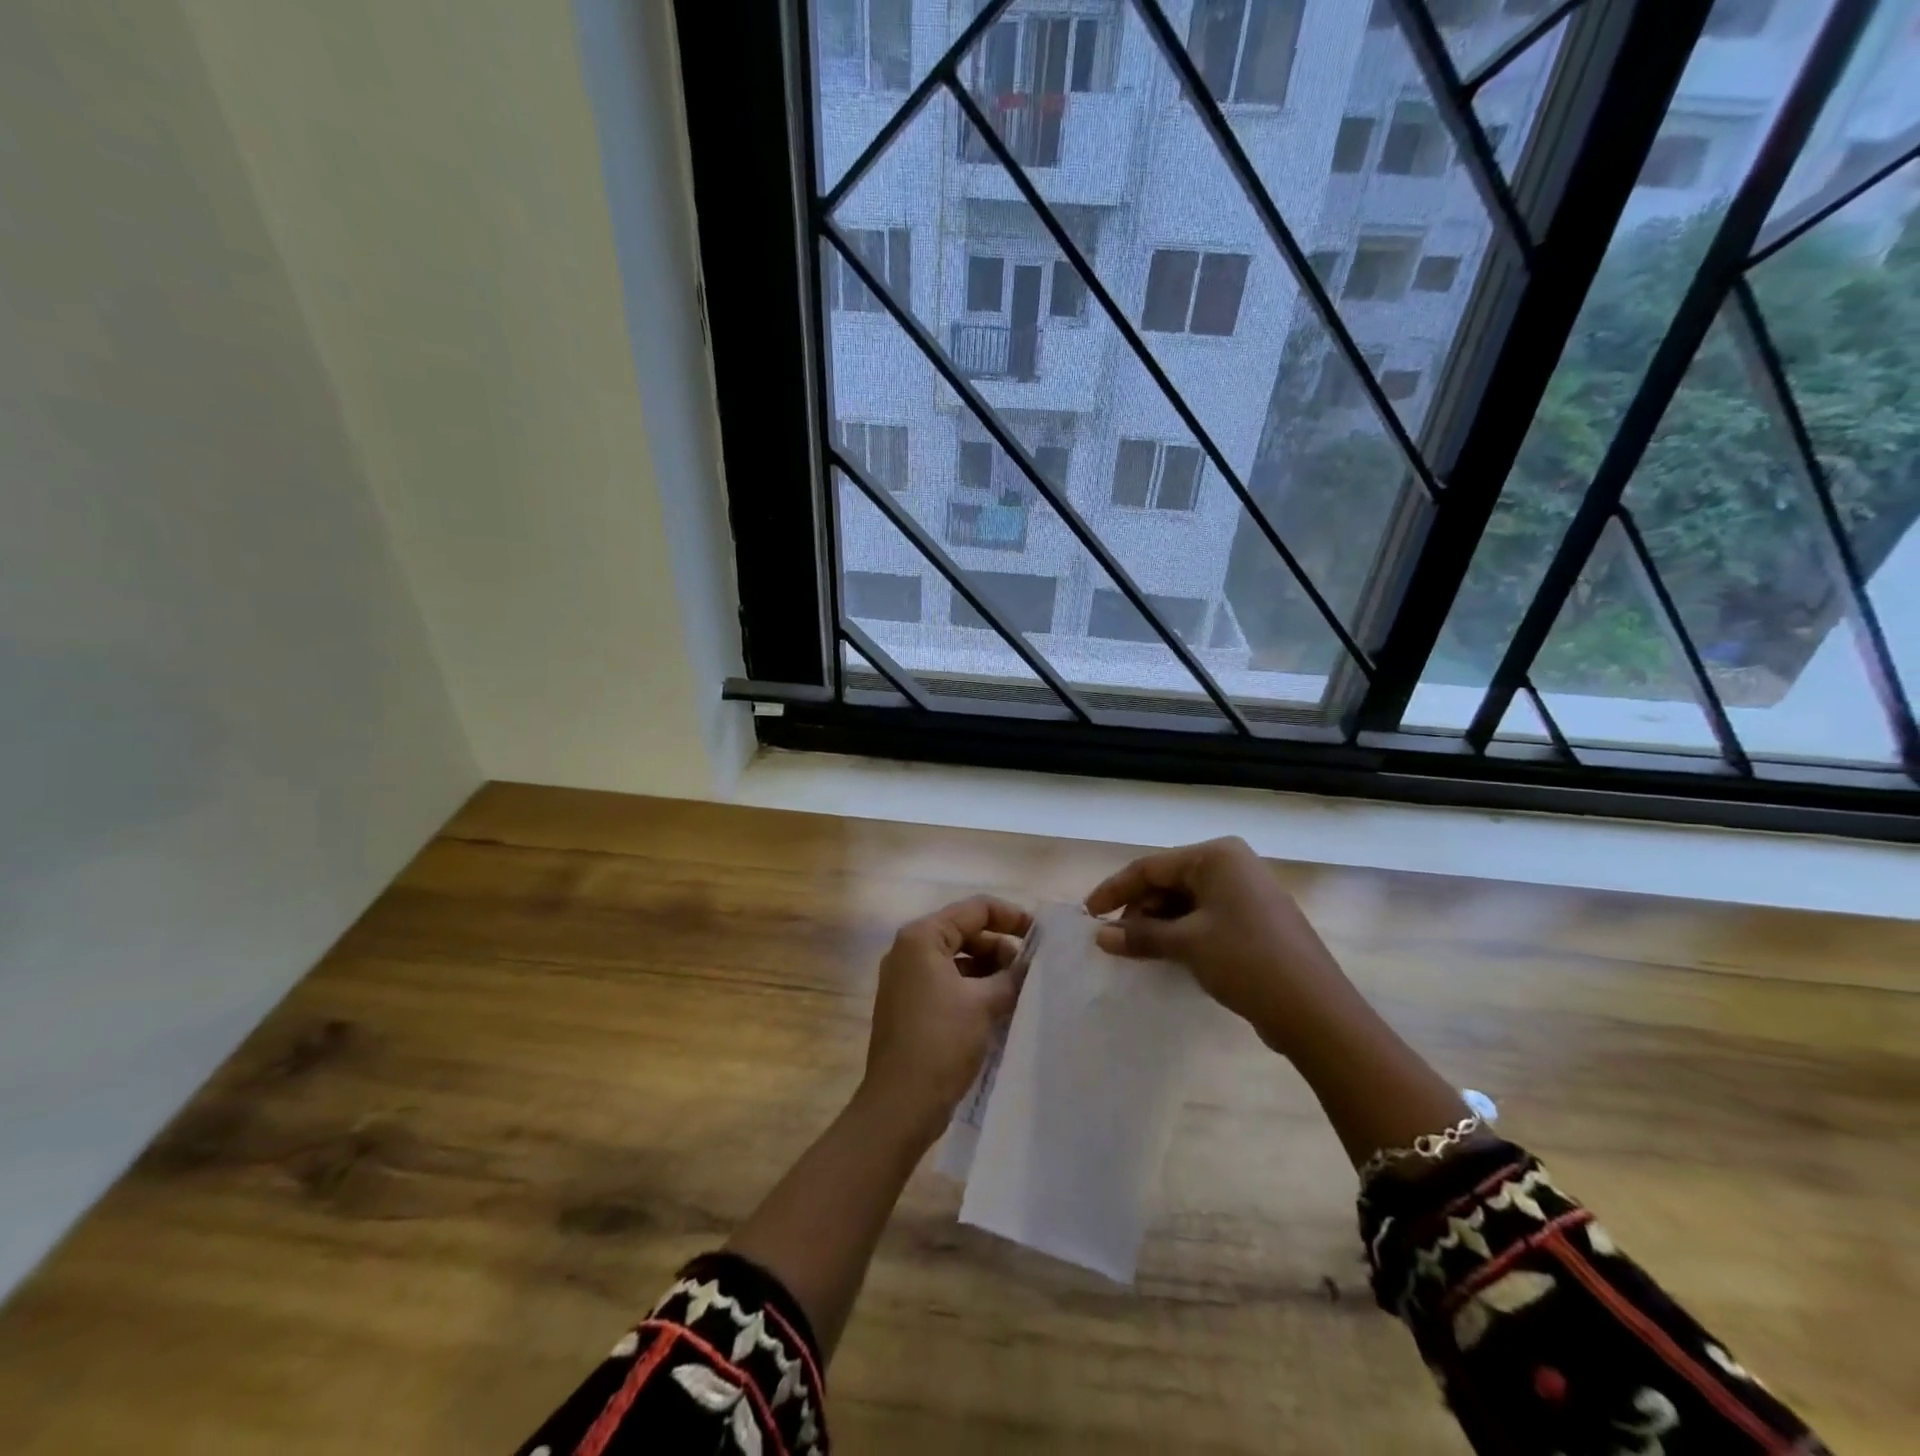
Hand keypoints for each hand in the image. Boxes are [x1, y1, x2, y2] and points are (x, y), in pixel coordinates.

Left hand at [858, 896, 1031, 1146]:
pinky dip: (973, 988)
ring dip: (990, 970)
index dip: (1012, 917)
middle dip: (1001, 948)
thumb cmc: (941, 1042)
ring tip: (1020, 991)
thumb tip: (1033, 963)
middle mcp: (909, 950)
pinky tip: (998, 1008)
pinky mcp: (908, 1004)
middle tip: (1032, 971)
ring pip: (958, 959)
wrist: (900, 1104)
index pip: (975, 909)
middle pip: (965, 932)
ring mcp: (905, 978)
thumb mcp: (985, 1003)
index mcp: (922, 937)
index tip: (1042, 936)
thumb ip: (1012, 975)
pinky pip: (947, 982)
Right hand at [1084, 838, 1354, 1058]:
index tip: (1087, 913)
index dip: (1115, 889)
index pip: (1151, 867)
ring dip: (1158, 925)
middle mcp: (1232, 865)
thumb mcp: (1187, 944)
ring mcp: (1246, 893)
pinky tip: (1165, 956)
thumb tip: (1100, 935)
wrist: (1315, 1011)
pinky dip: (1181, 934)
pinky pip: (1205, 918)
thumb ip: (1140, 935)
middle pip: (1168, 882)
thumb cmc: (1246, 960)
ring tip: (1135, 951)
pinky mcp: (1254, 921)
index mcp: (1216, 856)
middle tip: (1113, 940)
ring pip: (1186, 902)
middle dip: (1138, 910)